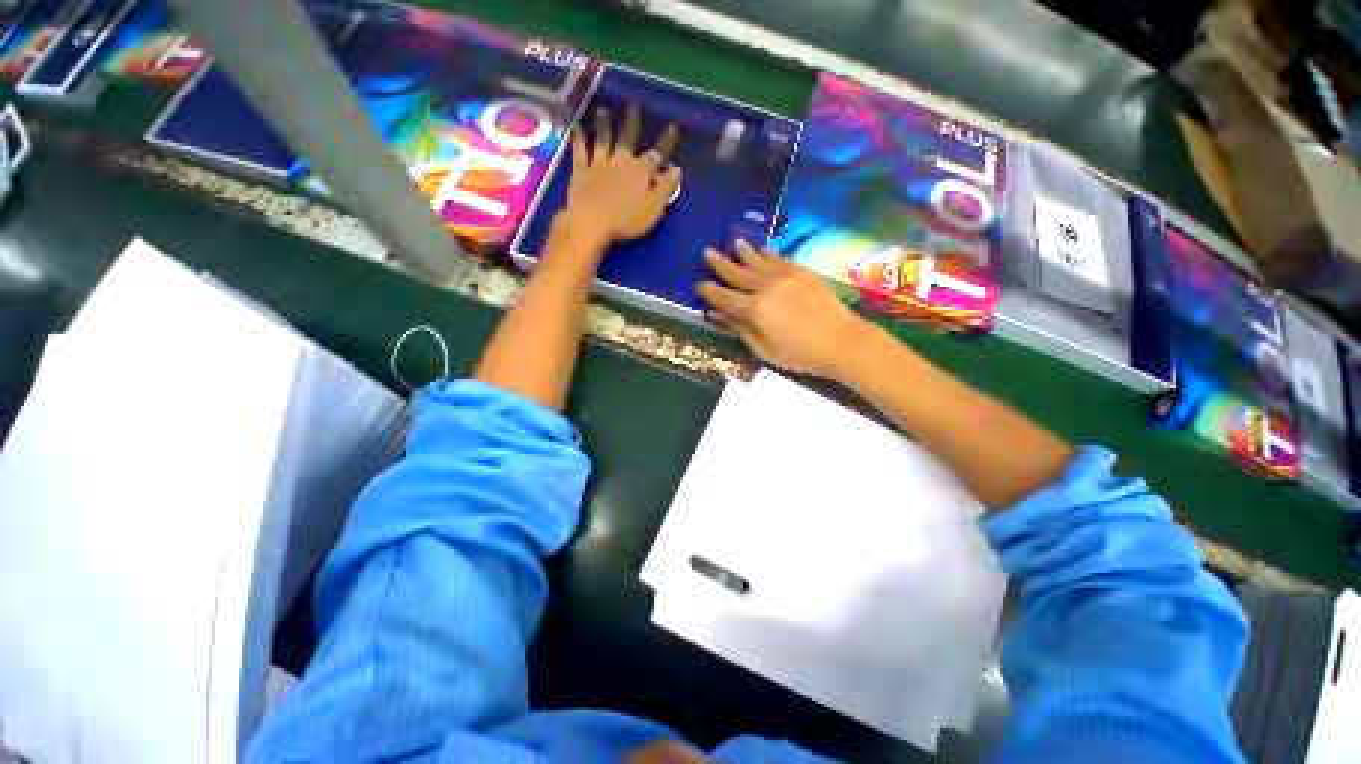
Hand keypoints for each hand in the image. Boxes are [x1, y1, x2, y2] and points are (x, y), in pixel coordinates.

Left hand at [552, 105, 681, 249]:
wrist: (592, 222)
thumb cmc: (627, 220)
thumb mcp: (653, 208)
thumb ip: (665, 189)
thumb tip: (676, 170)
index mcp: (640, 172)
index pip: (656, 155)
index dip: (665, 142)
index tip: (672, 128)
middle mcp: (620, 162)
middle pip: (627, 139)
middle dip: (631, 123)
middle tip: (632, 106)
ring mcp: (598, 165)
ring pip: (602, 140)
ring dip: (603, 125)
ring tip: (603, 111)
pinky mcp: (581, 172)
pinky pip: (580, 152)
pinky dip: (578, 139)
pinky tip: (577, 128)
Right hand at [699, 240, 868, 378]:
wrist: (842, 341)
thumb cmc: (800, 354)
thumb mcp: (764, 350)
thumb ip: (740, 329)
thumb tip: (718, 315)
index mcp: (755, 310)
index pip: (724, 297)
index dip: (709, 291)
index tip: (699, 285)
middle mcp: (766, 287)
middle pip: (737, 273)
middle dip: (720, 263)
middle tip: (707, 252)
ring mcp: (785, 276)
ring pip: (758, 260)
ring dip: (744, 251)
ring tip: (733, 243)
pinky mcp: (802, 271)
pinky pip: (779, 258)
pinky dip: (768, 253)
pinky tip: (762, 248)